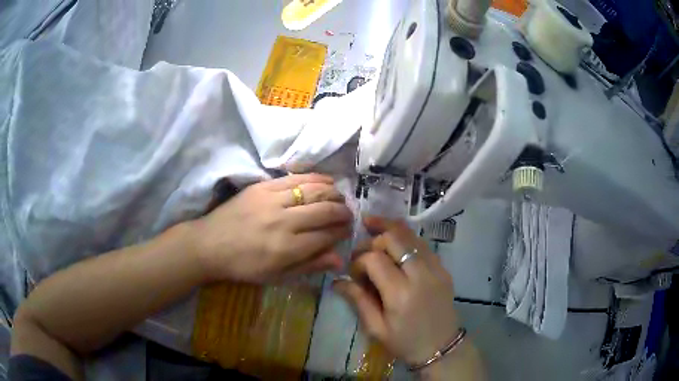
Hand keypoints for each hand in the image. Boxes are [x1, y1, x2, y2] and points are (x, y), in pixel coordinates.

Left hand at [190, 174, 352, 282]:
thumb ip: (309, 266)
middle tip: (348, 213)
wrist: (210, 244)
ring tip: (339, 197)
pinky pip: (295, 178)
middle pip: (325, 210)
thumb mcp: (276, 276)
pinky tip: (326, 179)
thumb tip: (339, 259)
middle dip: (343, 211)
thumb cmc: (244, 266)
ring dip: (333, 193)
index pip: (327, 235)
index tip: (348, 230)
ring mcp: (272, 201)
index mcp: (287, 248)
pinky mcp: (262, 187)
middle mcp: (284, 222)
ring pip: (313, 191)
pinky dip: (315, 177)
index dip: (342, 231)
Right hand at [333, 216, 458, 365]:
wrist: (441, 348)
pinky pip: (423, 244)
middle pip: (394, 238)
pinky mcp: (443, 269)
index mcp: (401, 294)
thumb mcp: (377, 328)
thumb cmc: (405, 343)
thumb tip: (337, 281)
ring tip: (372, 224)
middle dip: (372, 239)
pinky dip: (407, 238)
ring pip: (411, 235)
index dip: (359, 260)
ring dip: (390, 229)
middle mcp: (421, 275)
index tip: (353, 273)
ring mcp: (436, 269)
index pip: (375, 259)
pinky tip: (395, 241)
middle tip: (361, 250)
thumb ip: (358, 300)